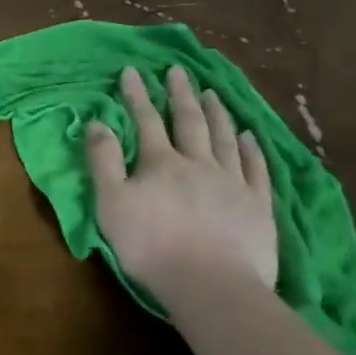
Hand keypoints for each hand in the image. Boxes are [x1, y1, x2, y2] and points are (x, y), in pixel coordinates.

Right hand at [85, 65, 277, 296]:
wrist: (211, 284)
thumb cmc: (150, 244)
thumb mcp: (110, 202)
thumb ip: (103, 161)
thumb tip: (97, 122)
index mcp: (160, 163)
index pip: (145, 121)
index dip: (137, 95)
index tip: (132, 70)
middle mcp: (198, 163)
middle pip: (189, 121)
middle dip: (180, 94)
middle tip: (178, 71)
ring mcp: (233, 183)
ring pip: (225, 138)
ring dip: (217, 113)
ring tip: (212, 93)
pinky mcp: (258, 206)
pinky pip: (256, 168)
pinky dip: (251, 148)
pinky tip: (249, 136)